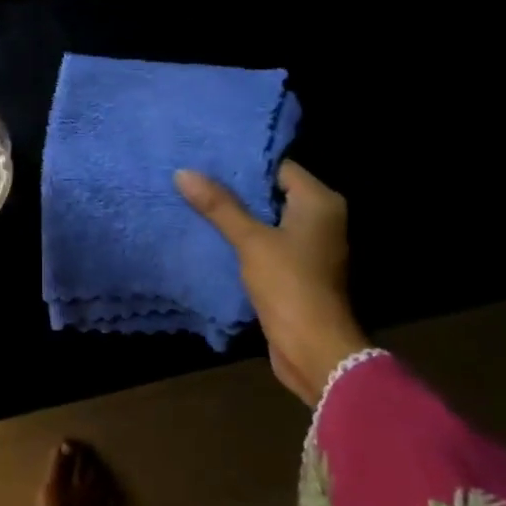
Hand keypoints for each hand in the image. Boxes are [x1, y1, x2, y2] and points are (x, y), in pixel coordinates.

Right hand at [175, 160, 368, 406]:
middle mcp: (322, 218)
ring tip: (195, 201)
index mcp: (320, 202)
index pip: (279, 167)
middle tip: (194, 177)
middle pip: (272, 192)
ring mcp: (311, 246)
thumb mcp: (250, 240)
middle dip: (234, 189)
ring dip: (236, 215)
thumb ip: (219, 206)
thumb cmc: (289, 284)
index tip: (206, 158)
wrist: (313, 347)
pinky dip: (243, 238)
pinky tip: (211, 234)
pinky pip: (267, 242)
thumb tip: (183, 172)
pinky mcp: (297, 269)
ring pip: (267, 219)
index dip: (244, 163)